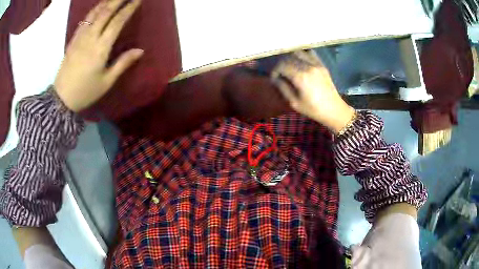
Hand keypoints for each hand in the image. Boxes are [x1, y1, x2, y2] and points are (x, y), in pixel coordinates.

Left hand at [54, 0, 142, 111]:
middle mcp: (90, 37)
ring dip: (106, 2)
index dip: (129, 8)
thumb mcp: (106, 82)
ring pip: (94, 13)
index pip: (117, 21)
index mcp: (101, 48)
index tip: (137, 0)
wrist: (61, 99)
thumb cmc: (85, 92)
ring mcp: (80, 37)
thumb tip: (140, 51)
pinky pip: (85, 20)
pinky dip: (93, 10)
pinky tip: (98, 7)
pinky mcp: (73, 40)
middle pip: (106, 11)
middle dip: (118, 0)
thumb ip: (123, 63)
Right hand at [271, 50, 354, 133]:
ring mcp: (316, 64)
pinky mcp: (322, 65)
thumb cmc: (313, 109)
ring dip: (291, 58)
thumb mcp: (294, 103)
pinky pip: (310, 54)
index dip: (275, 71)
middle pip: (289, 58)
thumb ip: (283, 88)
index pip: (282, 66)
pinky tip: (301, 62)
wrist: (334, 110)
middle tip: (280, 74)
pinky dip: (303, 55)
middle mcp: (308, 67)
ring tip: (290, 67)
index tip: (274, 78)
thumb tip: (275, 79)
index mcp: (300, 77)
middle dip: (281, 65)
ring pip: (298, 53)